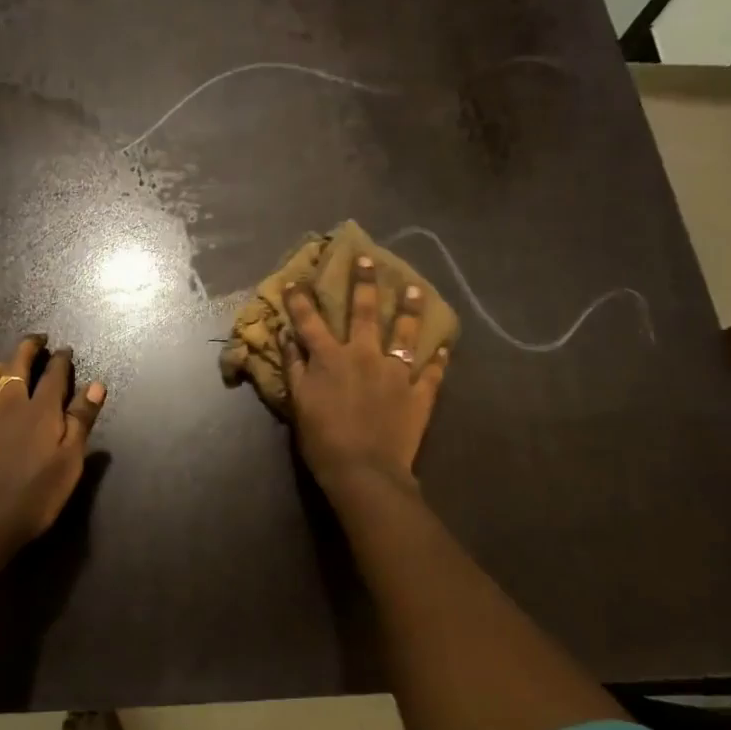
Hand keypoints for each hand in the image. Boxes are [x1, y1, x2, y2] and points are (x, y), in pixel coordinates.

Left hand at [0, 334, 106, 552]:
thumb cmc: (36, 493)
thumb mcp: (69, 460)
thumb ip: (81, 420)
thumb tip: (95, 385)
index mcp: (41, 409)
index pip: (54, 374)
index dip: (61, 359)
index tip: (66, 350)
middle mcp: (10, 403)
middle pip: (17, 364)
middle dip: (29, 347)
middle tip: (38, 340)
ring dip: (2, 362)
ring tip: (9, 361)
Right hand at [283, 254, 447, 495]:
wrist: (364, 471)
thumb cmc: (323, 439)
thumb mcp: (298, 402)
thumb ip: (294, 367)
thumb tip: (287, 336)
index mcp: (330, 358)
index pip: (310, 321)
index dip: (301, 300)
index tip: (297, 280)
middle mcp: (364, 355)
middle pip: (364, 312)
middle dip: (364, 283)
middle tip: (367, 258)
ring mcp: (395, 372)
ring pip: (405, 333)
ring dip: (409, 309)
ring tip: (414, 289)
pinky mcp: (419, 393)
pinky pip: (431, 372)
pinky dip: (438, 358)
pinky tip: (443, 346)